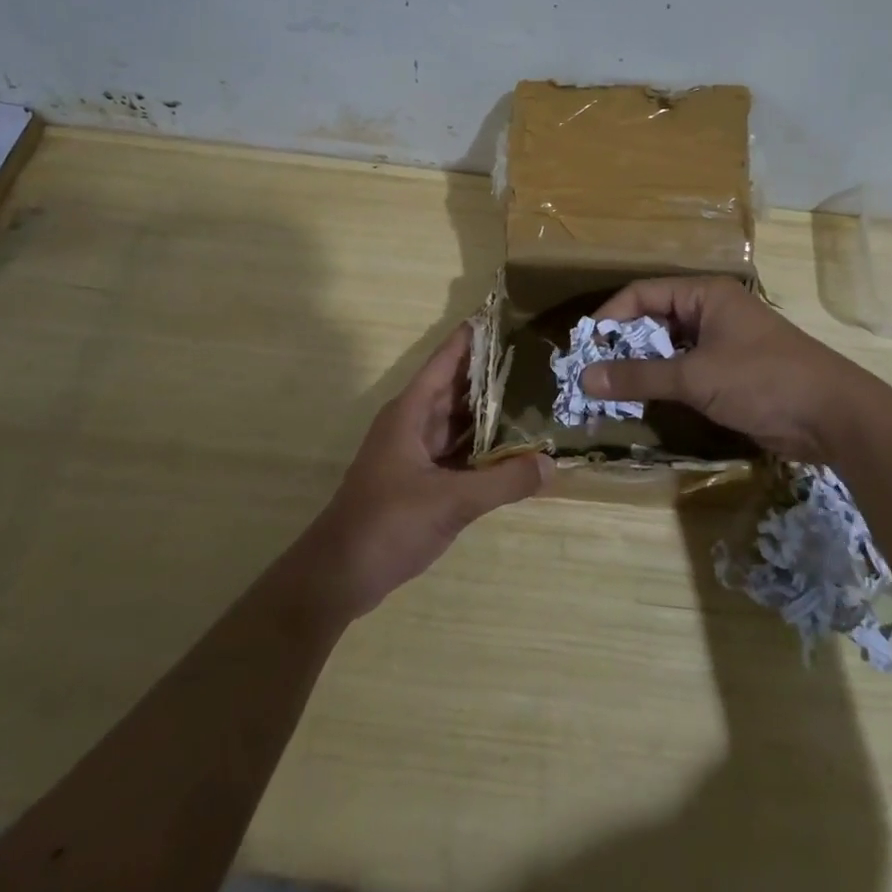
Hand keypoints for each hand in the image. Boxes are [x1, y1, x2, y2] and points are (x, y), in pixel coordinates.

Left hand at [300, 324, 550, 619]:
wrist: (340, 574)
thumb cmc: (388, 523)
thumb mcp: (451, 501)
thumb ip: (503, 482)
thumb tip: (551, 464)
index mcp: (410, 413)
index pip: (445, 361)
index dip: (472, 338)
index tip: (504, 316)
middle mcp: (412, 424)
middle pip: (456, 388)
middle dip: (491, 373)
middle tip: (535, 357)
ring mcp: (415, 452)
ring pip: (458, 421)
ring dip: (489, 412)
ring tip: (534, 395)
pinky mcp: (419, 479)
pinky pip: (457, 451)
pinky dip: (482, 447)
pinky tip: (513, 447)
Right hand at [581, 276, 875, 464]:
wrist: (834, 417)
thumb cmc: (762, 379)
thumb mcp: (695, 376)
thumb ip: (638, 377)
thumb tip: (584, 378)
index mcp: (705, 294)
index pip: (643, 294)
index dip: (610, 317)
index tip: (584, 347)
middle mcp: (712, 312)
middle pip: (654, 321)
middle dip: (622, 346)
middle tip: (591, 373)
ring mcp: (723, 344)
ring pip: (669, 350)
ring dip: (641, 369)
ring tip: (609, 392)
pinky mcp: (731, 375)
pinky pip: (686, 372)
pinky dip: (663, 385)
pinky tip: (643, 404)